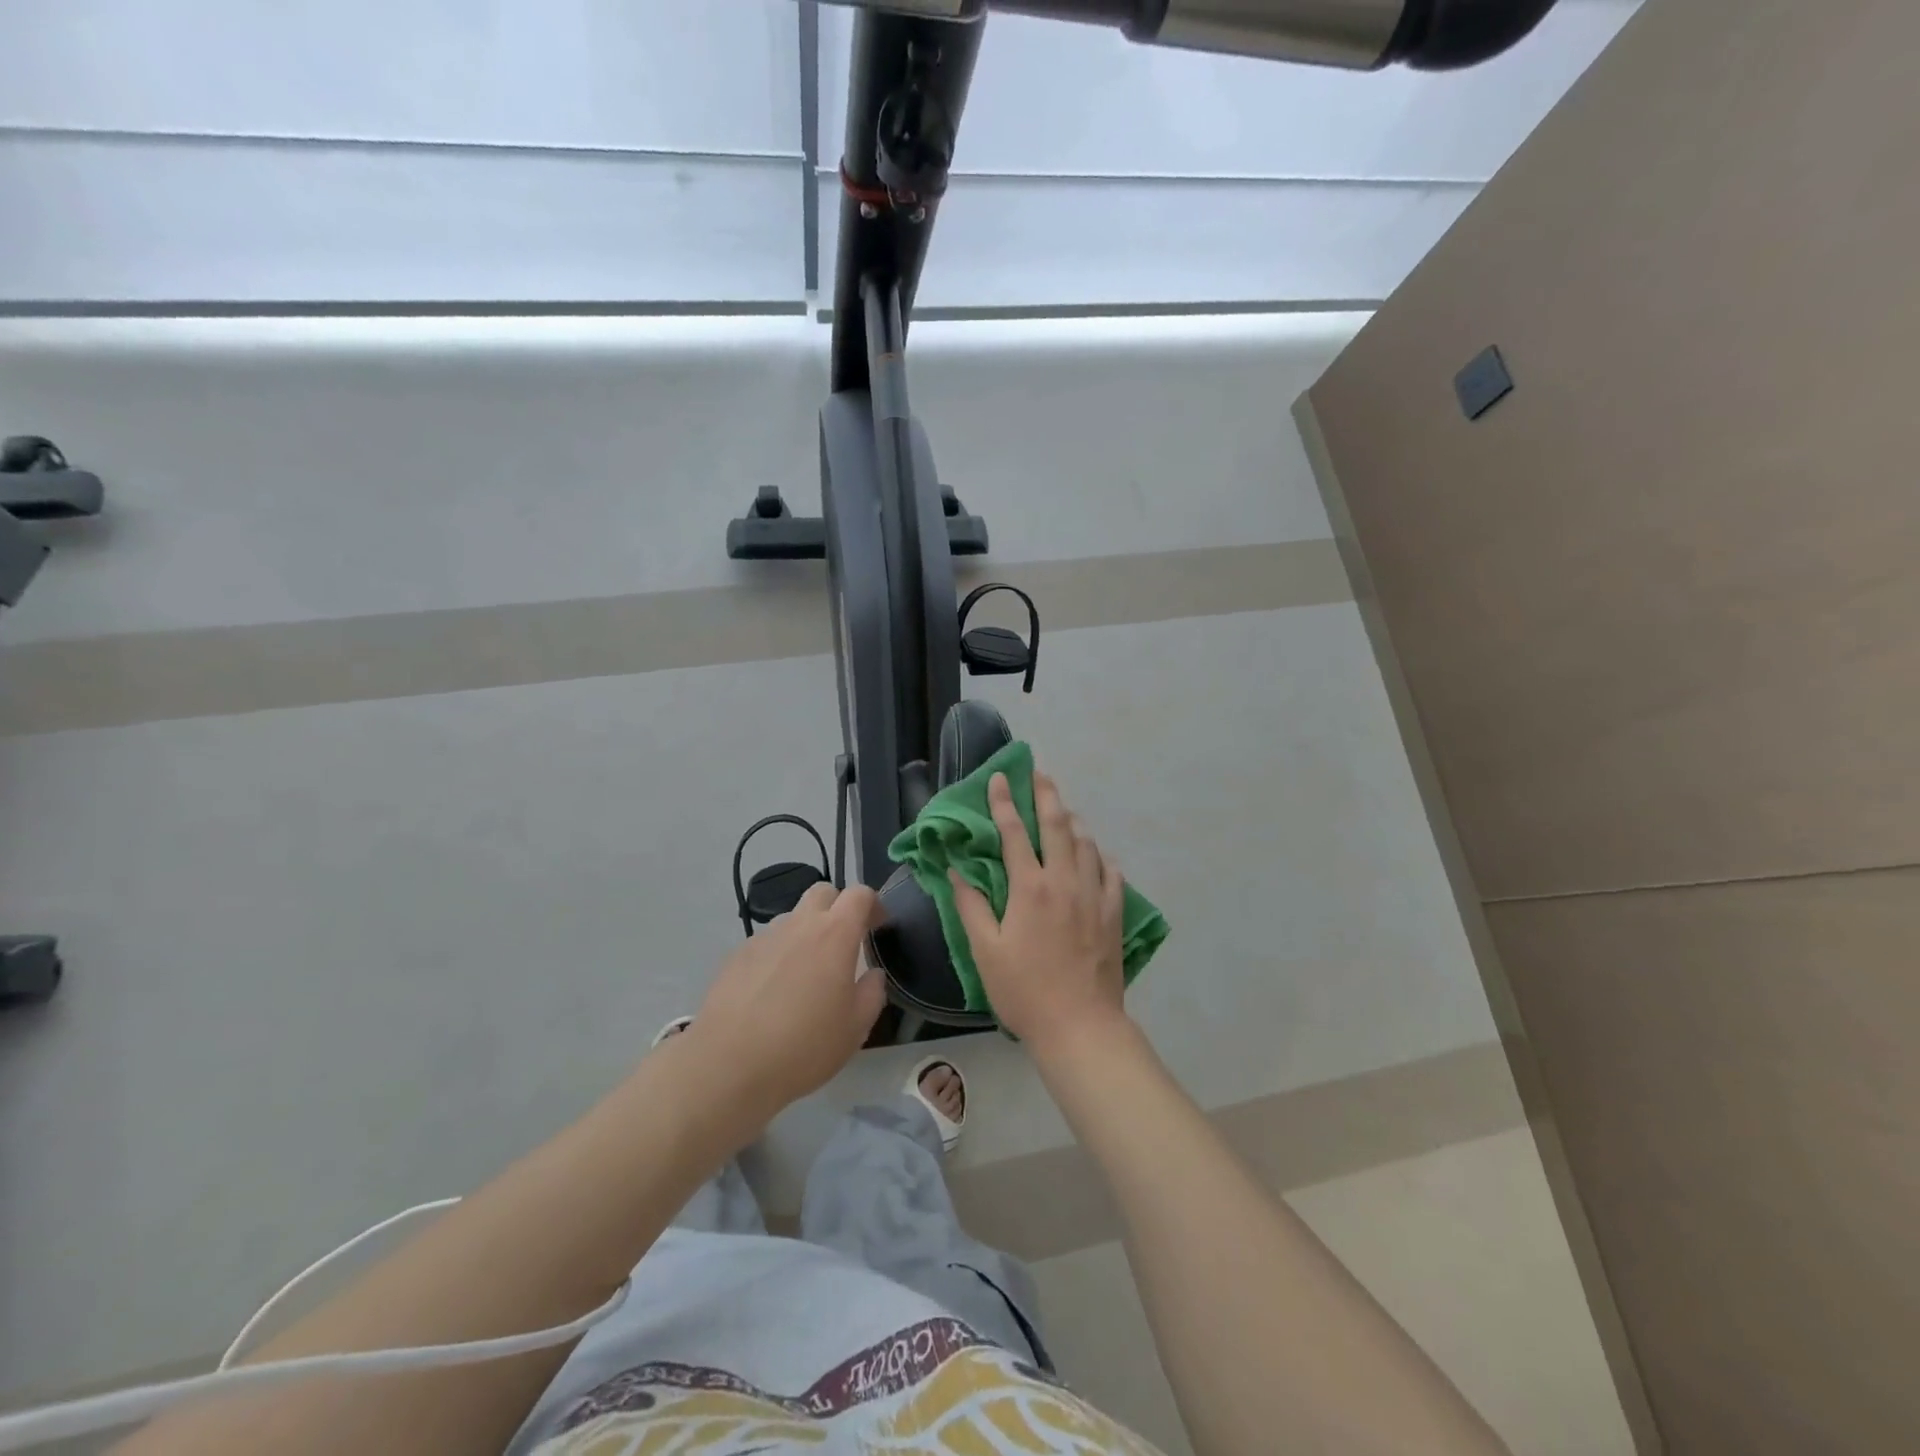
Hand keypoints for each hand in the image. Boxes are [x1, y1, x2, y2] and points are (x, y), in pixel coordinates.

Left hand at [685, 882, 886, 1122]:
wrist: (728, 1066)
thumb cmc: (804, 1047)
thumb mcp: (855, 1028)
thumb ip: (872, 993)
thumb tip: (872, 975)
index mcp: (835, 935)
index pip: (859, 894)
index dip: (873, 904)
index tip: (878, 926)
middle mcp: (799, 925)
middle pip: (822, 893)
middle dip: (837, 907)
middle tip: (843, 942)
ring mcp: (764, 938)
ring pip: (792, 918)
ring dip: (805, 932)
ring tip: (805, 973)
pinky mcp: (736, 956)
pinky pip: (766, 943)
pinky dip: (777, 955)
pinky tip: (772, 991)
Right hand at [950, 771, 1127, 1055]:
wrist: (1081, 1026)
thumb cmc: (1024, 990)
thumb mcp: (985, 950)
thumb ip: (971, 906)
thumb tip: (957, 870)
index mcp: (1030, 887)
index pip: (1015, 833)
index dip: (1004, 803)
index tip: (999, 778)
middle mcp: (1065, 881)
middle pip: (1058, 826)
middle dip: (1046, 795)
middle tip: (1040, 773)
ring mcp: (1094, 896)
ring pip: (1087, 844)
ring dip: (1073, 822)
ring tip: (1064, 810)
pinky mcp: (1114, 913)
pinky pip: (1111, 873)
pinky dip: (1101, 857)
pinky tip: (1097, 855)